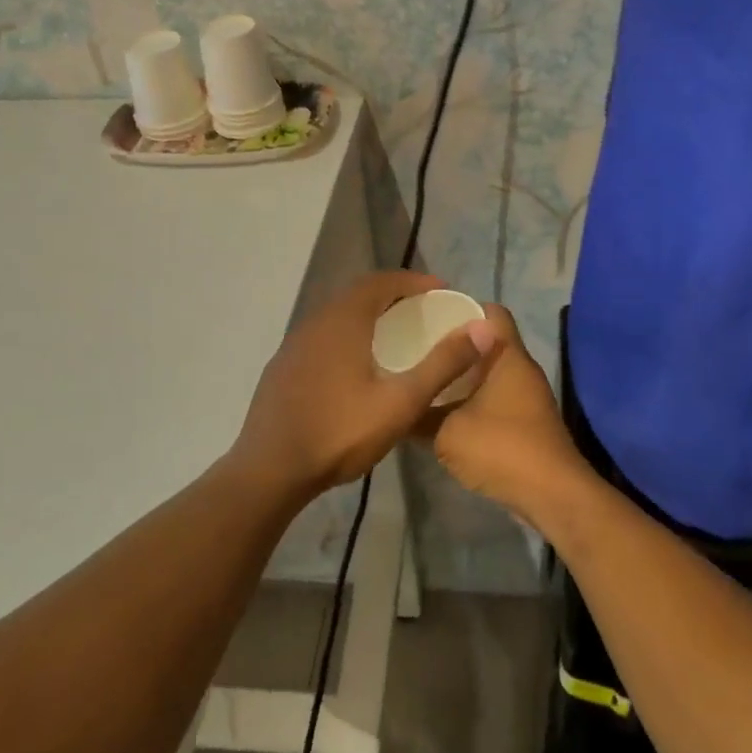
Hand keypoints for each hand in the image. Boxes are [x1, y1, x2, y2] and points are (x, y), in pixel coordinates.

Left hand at [233, 271, 497, 498]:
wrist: (268, 471)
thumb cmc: (339, 433)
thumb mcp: (400, 402)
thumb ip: (442, 365)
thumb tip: (483, 330)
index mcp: (343, 320)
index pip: (382, 281)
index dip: (414, 281)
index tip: (442, 292)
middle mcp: (315, 322)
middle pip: (359, 295)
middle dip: (394, 297)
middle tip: (424, 313)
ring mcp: (294, 345)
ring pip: (338, 316)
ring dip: (369, 317)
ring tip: (397, 338)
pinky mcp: (283, 368)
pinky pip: (322, 337)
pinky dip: (348, 337)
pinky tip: (358, 368)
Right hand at [430, 304, 589, 529]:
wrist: (551, 495)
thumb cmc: (500, 449)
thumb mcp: (446, 433)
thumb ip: (419, 416)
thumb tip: (398, 408)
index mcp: (507, 356)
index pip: (491, 312)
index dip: (462, 308)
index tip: (430, 316)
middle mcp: (521, 369)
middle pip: (488, 342)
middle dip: (456, 344)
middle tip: (418, 348)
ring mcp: (528, 397)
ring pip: (491, 373)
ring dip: (463, 376)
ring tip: (426, 379)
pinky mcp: (527, 422)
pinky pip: (496, 398)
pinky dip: (473, 400)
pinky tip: (445, 413)